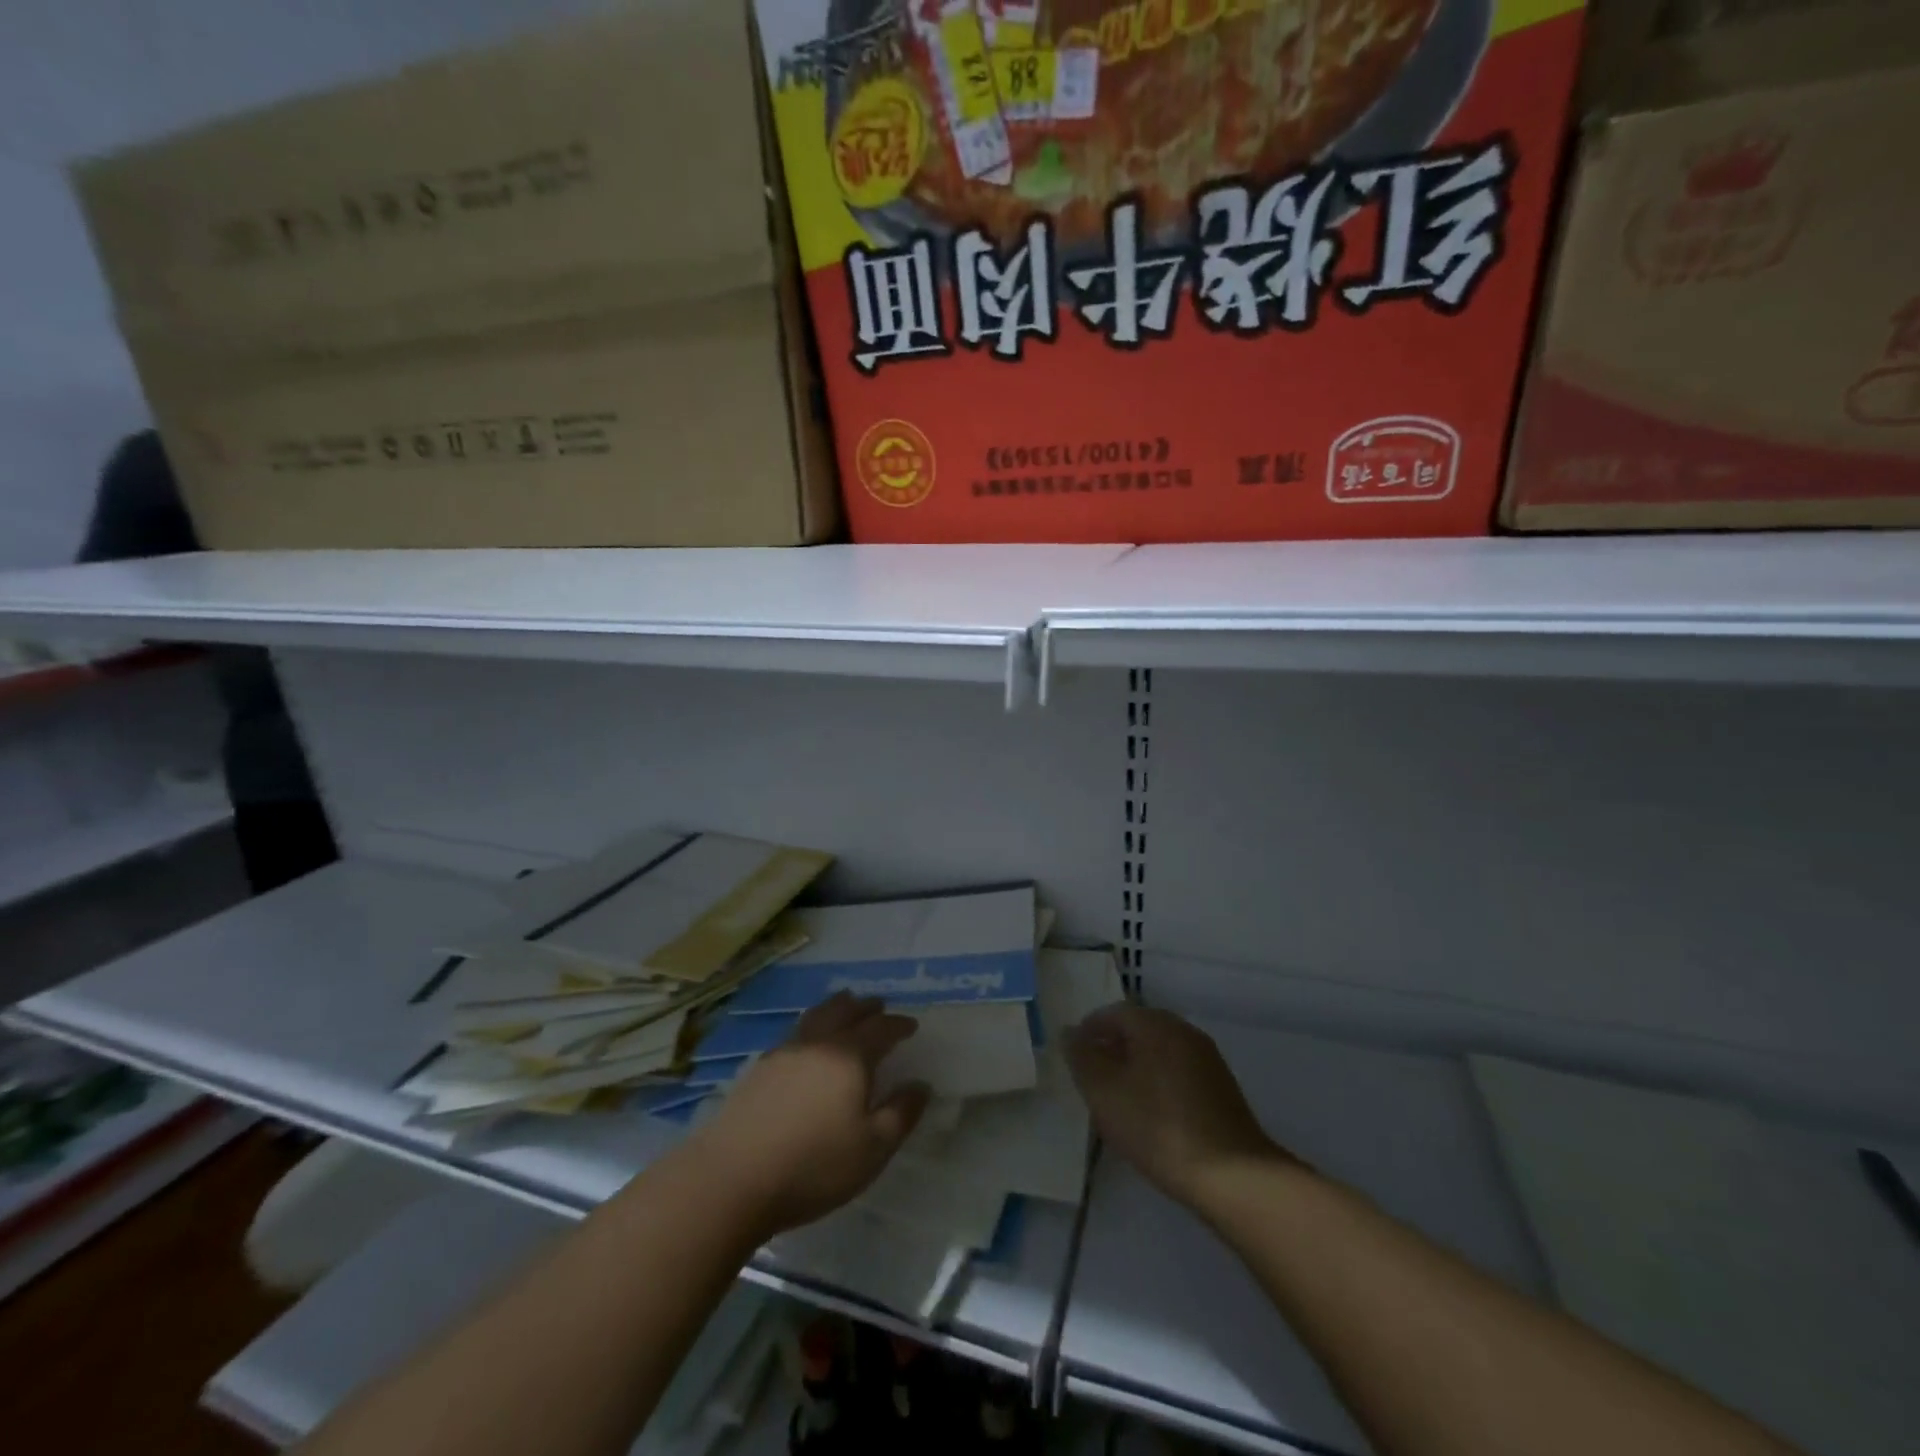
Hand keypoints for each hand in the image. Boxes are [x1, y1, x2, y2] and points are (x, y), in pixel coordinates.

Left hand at [688, 992, 929, 1237]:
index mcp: (850, 1057)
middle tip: (878, 1005)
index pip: (881, 1029)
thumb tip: (921, 1085)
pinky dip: (811, 1026)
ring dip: (835, 1007)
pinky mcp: (758, 1069)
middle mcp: (817, 1043)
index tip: (911, 1026)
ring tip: (844, 1005)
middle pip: (845, 1011)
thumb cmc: (812, 1166)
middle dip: (865, 1007)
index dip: (899, 1025)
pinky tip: (807, 1042)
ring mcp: (783, 1053)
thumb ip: (901, 1114)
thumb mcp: (872, 1149)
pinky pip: (794, 1033)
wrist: (731, 1179)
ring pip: (815, 1016)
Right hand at [1065, 1004, 1281, 1206]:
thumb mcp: (1105, 1092)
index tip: (1074, 1058)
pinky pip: (1178, 1072)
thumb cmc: (1158, 1126)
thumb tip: (1070, 1033)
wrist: (1233, 1175)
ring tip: (1117, 1100)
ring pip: (1159, 1051)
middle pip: (1138, 1029)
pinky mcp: (1221, 1089)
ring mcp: (1207, 1059)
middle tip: (1092, 1078)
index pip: (1113, 1012)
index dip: (1089, 1030)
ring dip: (1135, 1066)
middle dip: (1112, 1048)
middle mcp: (1184, 1031)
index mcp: (1156, 1024)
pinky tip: (1150, 1115)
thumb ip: (1082, 1058)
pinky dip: (1157, 1083)